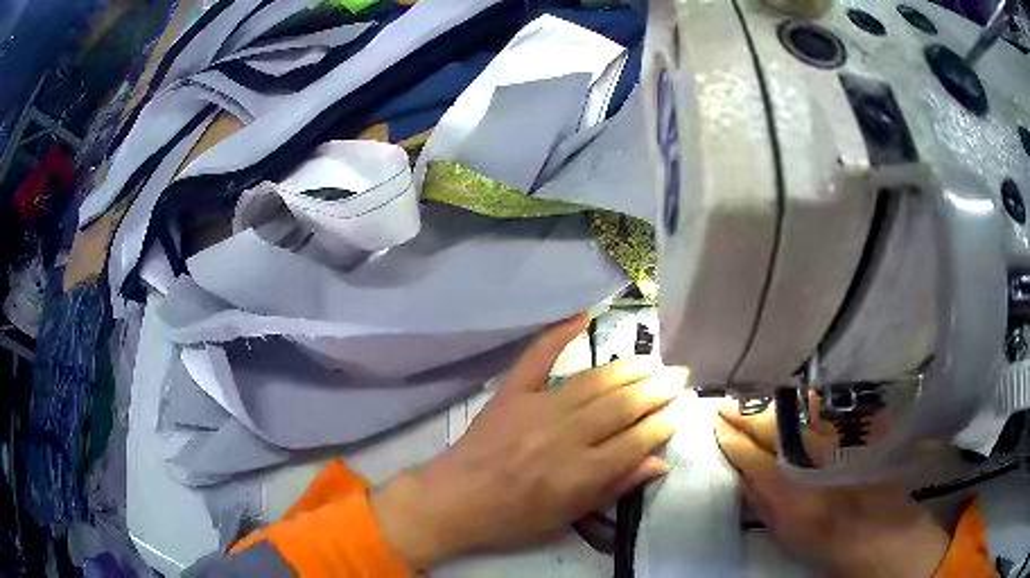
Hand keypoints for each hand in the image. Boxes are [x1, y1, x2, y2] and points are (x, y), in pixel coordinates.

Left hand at [370, 314, 682, 568]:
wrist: (454, 500)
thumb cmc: (513, 519)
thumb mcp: (567, 518)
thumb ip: (614, 488)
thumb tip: (659, 462)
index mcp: (580, 473)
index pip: (637, 439)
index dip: (665, 422)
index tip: (683, 408)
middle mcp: (565, 435)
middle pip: (623, 404)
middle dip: (657, 389)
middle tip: (679, 377)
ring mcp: (536, 408)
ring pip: (595, 380)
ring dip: (629, 367)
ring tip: (653, 360)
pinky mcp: (511, 393)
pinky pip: (538, 357)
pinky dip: (559, 333)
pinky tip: (585, 316)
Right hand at [715, 407, 950, 577]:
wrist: (876, 526)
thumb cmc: (824, 534)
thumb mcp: (783, 525)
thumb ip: (759, 494)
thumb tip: (738, 465)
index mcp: (787, 482)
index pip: (748, 448)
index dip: (730, 431)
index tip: (714, 417)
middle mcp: (812, 449)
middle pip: (772, 421)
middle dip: (746, 409)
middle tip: (728, 401)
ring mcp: (839, 431)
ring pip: (798, 405)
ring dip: (775, 400)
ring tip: (757, 397)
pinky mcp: (860, 421)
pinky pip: (827, 403)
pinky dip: (808, 399)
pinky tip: (799, 399)